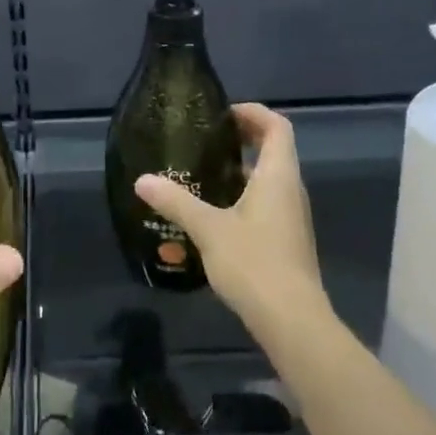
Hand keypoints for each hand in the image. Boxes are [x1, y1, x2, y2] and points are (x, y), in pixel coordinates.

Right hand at [135, 103, 329, 344]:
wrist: (293, 321)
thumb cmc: (255, 263)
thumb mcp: (208, 229)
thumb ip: (176, 201)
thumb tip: (142, 180)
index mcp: (278, 176)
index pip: (277, 127)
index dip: (253, 113)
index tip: (222, 115)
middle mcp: (290, 190)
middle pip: (273, 150)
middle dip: (241, 140)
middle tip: (204, 141)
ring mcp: (290, 217)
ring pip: (267, 180)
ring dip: (239, 171)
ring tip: (201, 174)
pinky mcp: (284, 240)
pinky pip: (264, 204)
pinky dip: (241, 198)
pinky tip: (210, 215)